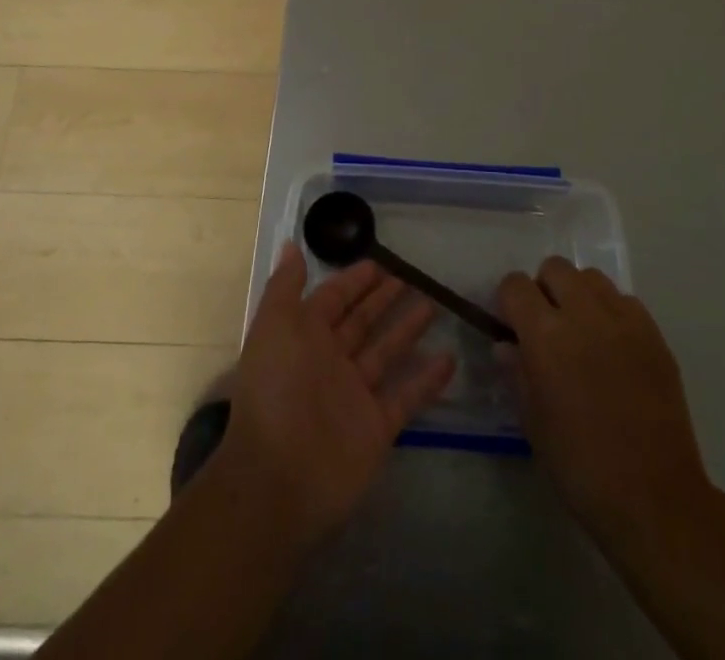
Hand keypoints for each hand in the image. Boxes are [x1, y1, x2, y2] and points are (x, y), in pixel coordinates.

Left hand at [216, 243, 456, 546]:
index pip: (333, 299)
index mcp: (303, 336)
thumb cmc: (276, 390)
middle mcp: (330, 361)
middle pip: (361, 322)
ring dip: (407, 329)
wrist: (279, 479)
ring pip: (386, 353)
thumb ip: (285, 286)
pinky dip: (427, 379)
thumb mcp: (274, 326)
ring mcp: (355, 395)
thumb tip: (291, 245)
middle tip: (410, 277)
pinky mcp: (377, 427)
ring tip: (433, 304)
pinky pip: (406, 396)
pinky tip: (450, 358)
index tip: (380, 262)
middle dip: (382, 299)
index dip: (353, 281)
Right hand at [498, 257, 713, 558]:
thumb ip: (517, 371)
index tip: (512, 326)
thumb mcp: (532, 421)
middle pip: (555, 268)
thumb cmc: (580, 464)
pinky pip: (625, 301)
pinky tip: (614, 349)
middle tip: (547, 327)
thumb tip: (507, 344)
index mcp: (545, 335)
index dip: (509, 302)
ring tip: (583, 333)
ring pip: (591, 278)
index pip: (515, 285)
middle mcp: (583, 314)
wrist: (654, 497)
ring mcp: (623, 320)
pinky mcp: (654, 334)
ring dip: (579, 295)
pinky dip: (612, 313)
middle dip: (544, 290)